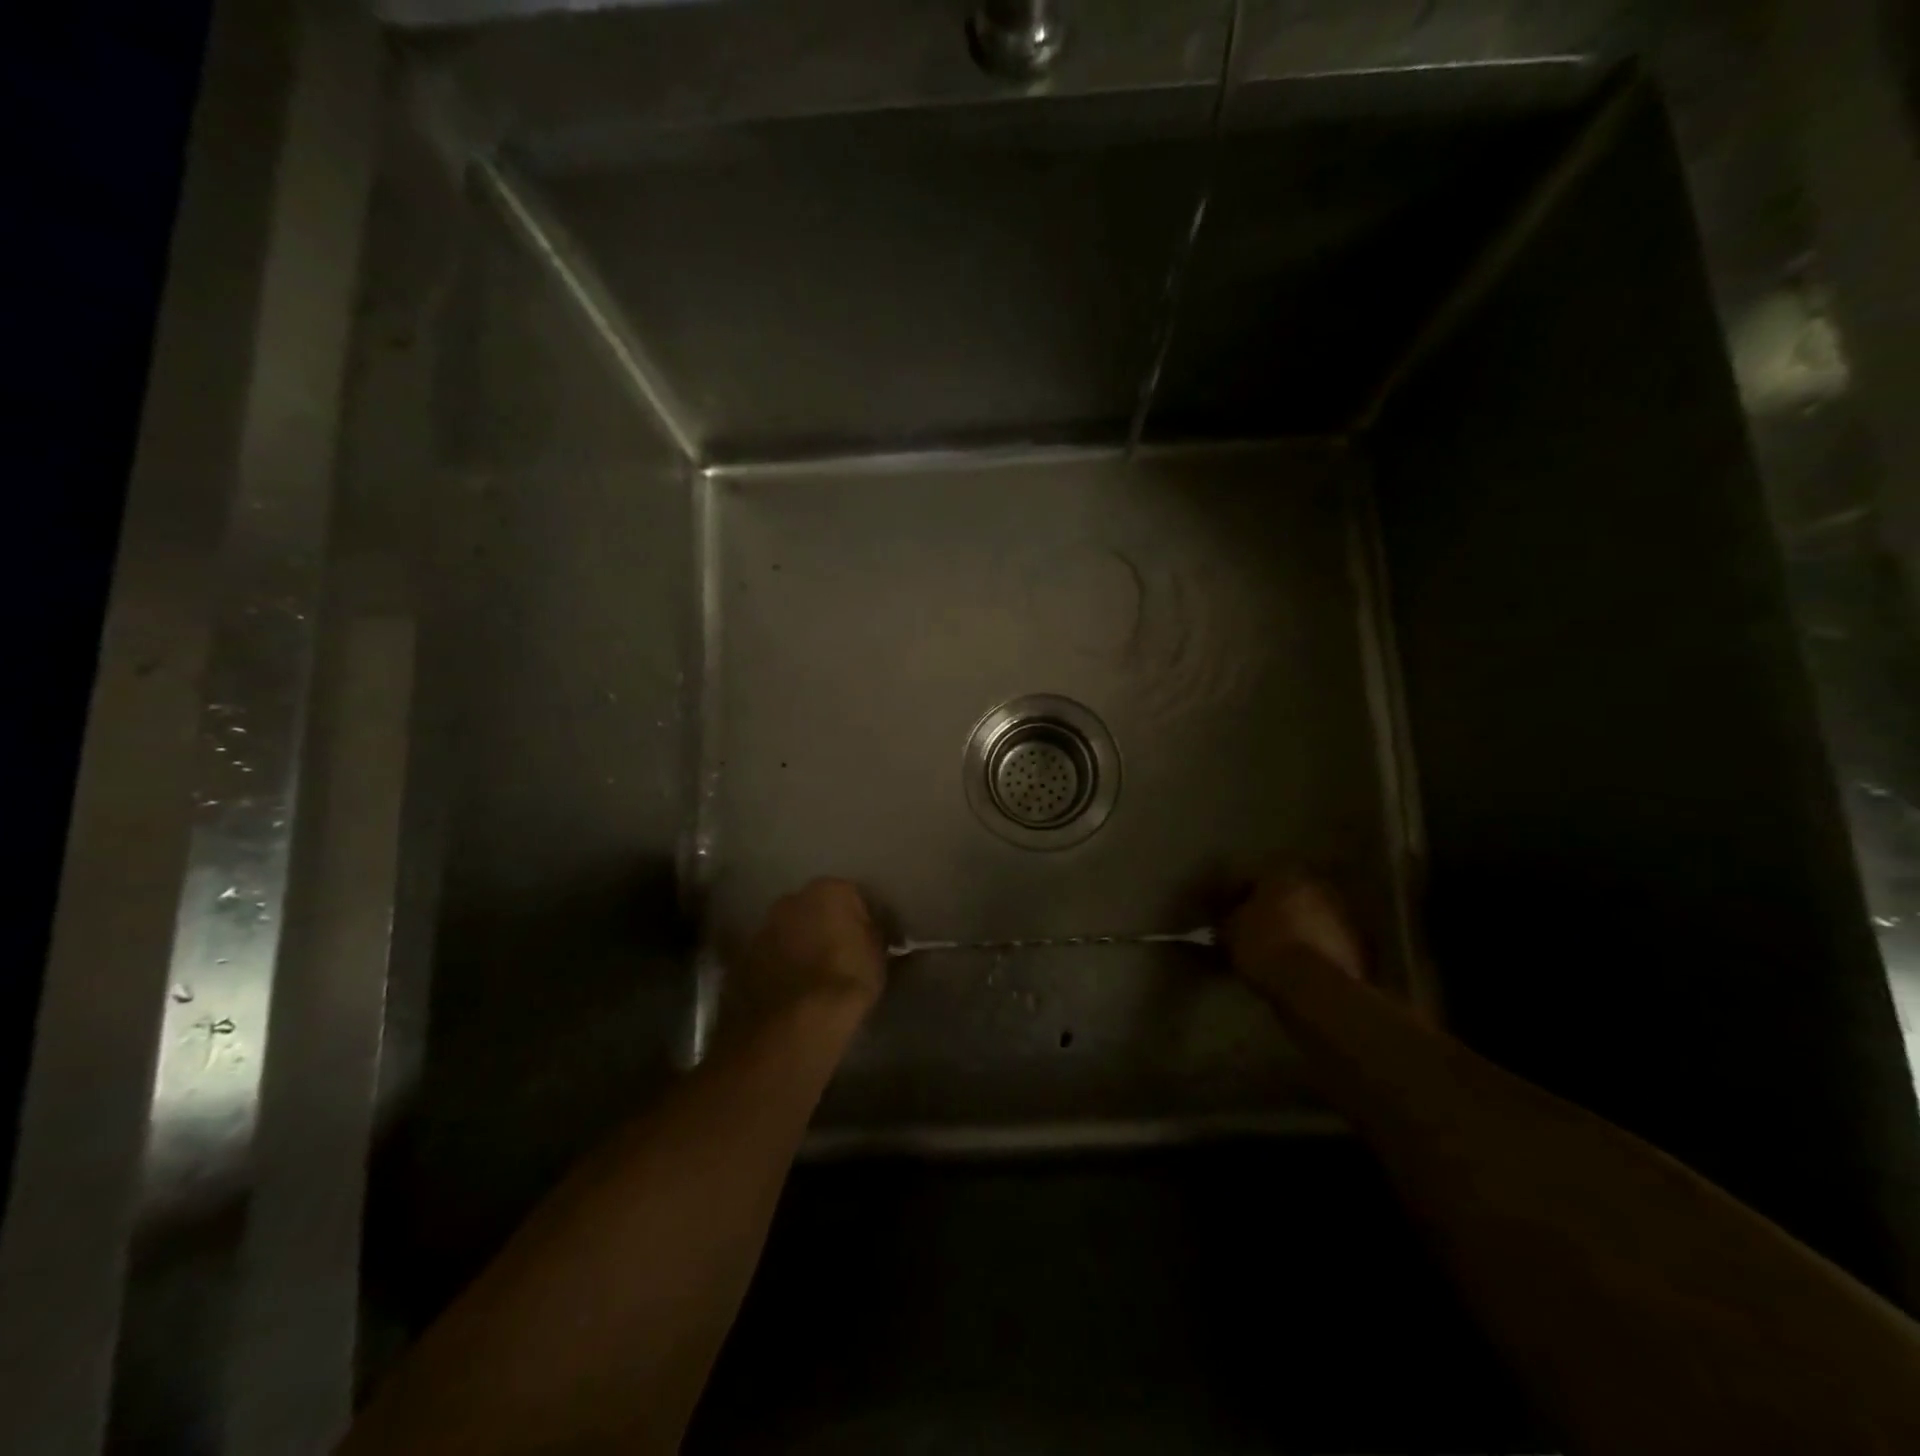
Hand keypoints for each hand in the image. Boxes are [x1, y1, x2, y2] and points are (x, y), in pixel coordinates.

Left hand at [730, 878, 887, 1034]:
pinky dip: (780, 966)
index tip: (868, 941)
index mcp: (828, 890)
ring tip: (814, 976)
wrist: (794, 1023)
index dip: (862, 920)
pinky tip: (792, 989)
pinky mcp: (744, 958)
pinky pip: (771, 956)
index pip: (853, 896)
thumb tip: (871, 933)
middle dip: (825, 926)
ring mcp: (763, 928)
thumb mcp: (878, 956)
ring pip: (789, 931)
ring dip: (800, 945)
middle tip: (840, 955)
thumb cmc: (847, 981)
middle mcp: (791, 899)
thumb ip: (874, 935)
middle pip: (815, 908)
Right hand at [1222, 872, 1367, 987]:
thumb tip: (1227, 921)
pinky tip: (1296, 964)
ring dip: (1294, 928)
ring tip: (1275, 949)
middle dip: (1269, 909)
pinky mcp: (1356, 944)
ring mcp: (1341, 914)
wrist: (1314, 986)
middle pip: (1286, 894)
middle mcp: (1316, 886)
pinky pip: (1324, 940)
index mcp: (1283, 873)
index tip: (1223, 913)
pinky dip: (1311, 947)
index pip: (1252, 878)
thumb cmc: (1265, 946)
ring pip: (1308, 916)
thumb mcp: (1231, 932)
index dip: (1234, 896)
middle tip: (1252, 928)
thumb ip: (1228, 920)